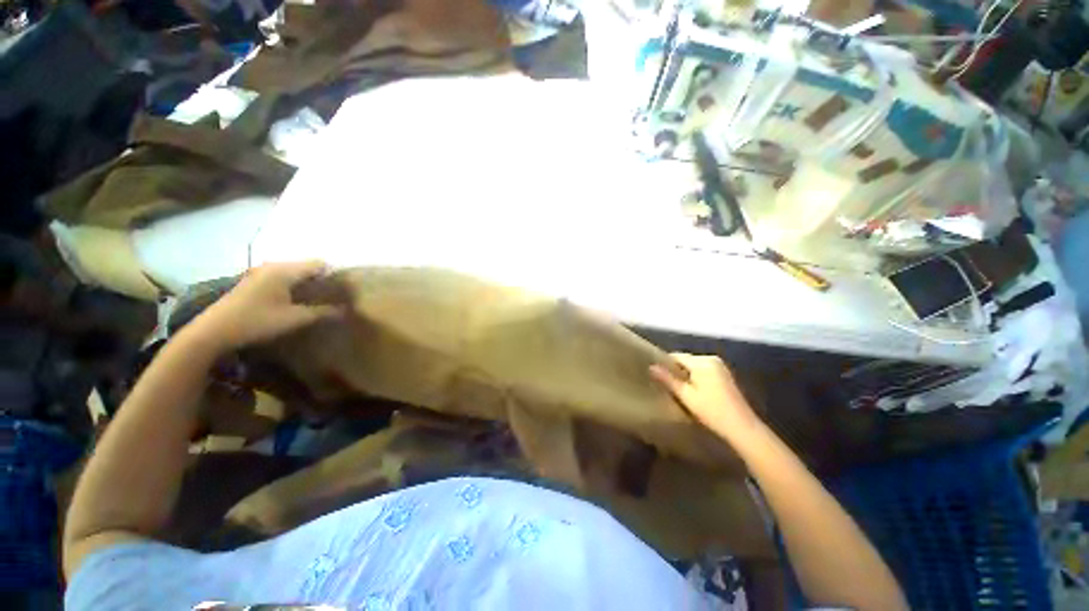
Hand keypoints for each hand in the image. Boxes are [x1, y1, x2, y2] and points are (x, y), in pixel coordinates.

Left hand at [191, 261, 343, 351]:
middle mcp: (273, 266)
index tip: (344, 289)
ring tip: (318, 299)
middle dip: (322, 279)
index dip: (334, 275)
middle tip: (334, 296)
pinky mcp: (253, 281)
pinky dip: (293, 286)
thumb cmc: (257, 321)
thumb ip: (322, 312)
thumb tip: (345, 310)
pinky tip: (296, 301)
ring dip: (307, 283)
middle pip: (306, 267)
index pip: (319, 264)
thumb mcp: (294, 319)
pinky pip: (282, 278)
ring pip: (294, 273)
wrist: (213, 331)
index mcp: (285, 270)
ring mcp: (260, 273)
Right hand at [650, 353, 763, 446]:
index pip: (676, 356)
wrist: (742, 427)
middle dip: (676, 371)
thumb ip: (668, 379)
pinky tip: (692, 392)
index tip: (656, 375)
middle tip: (665, 385)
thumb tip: (651, 366)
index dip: (665, 364)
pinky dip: (695, 378)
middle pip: (685, 360)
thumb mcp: (686, 396)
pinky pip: (703, 371)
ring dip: (685, 376)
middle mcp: (711, 359)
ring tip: (676, 389)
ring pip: (694, 367)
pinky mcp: (724, 375)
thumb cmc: (712, 411)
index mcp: (702, 361)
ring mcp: (720, 367)